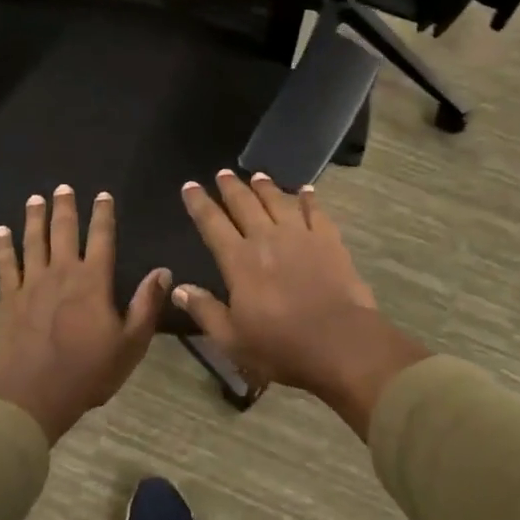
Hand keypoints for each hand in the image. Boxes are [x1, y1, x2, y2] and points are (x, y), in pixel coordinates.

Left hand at [0, 185, 168, 443]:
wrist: (34, 395)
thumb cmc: (89, 371)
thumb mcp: (131, 343)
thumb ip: (146, 304)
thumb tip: (163, 271)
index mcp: (94, 281)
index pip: (102, 238)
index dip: (103, 214)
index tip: (103, 195)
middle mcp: (62, 272)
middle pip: (64, 231)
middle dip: (65, 207)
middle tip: (63, 187)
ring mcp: (32, 283)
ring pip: (34, 241)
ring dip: (35, 218)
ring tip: (36, 199)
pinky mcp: (9, 298)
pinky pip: (5, 264)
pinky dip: (3, 246)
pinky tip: (0, 231)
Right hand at [176, 171, 427, 437]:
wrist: (340, 342)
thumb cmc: (281, 346)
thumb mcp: (232, 339)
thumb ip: (205, 310)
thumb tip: (179, 288)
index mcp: (239, 261)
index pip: (212, 223)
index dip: (199, 203)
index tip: (190, 185)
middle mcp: (266, 238)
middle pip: (245, 204)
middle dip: (231, 187)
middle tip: (223, 173)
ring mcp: (300, 236)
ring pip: (278, 201)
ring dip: (266, 187)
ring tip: (258, 175)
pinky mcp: (329, 240)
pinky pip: (316, 211)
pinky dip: (309, 198)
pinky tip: (305, 190)